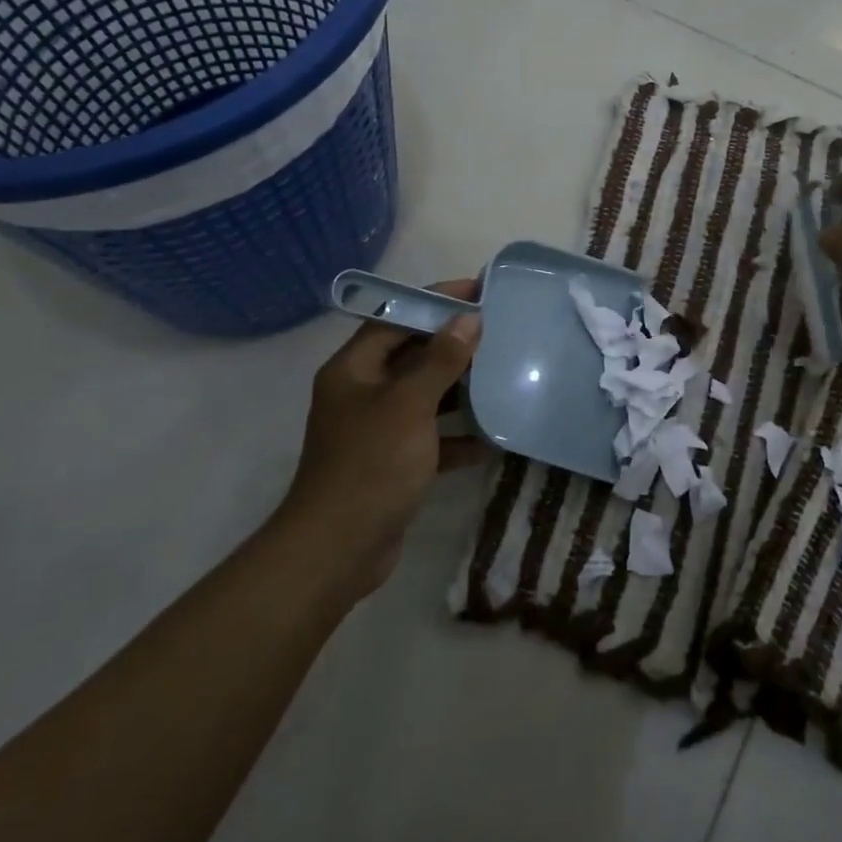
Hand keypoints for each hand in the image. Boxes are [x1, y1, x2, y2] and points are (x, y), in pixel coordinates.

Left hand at [277, 278, 488, 599]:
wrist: (338, 551)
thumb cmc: (371, 465)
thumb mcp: (409, 405)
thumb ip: (440, 360)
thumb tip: (468, 320)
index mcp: (354, 369)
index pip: (397, 318)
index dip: (436, 301)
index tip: (478, 291)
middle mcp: (362, 393)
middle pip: (412, 355)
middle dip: (453, 345)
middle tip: (499, 333)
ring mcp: (377, 429)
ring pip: (424, 396)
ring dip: (460, 390)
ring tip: (502, 376)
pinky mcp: (393, 462)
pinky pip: (431, 437)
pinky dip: (457, 436)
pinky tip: (492, 439)